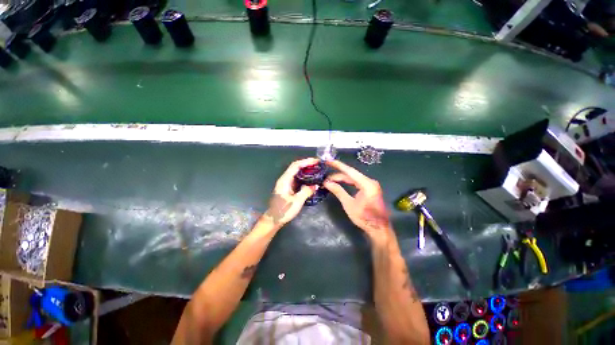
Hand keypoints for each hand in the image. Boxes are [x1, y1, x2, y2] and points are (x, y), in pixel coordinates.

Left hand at [263, 158, 318, 227]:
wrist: (274, 219)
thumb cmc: (283, 210)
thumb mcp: (297, 201)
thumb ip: (306, 191)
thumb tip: (315, 185)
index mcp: (285, 180)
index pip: (296, 166)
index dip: (306, 161)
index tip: (316, 161)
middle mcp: (285, 179)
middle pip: (296, 167)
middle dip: (307, 164)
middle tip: (318, 165)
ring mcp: (286, 183)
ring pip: (297, 172)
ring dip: (306, 170)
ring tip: (316, 170)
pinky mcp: (288, 188)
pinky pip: (297, 179)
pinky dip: (304, 177)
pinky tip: (311, 179)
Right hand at [323, 160, 391, 240]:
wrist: (379, 229)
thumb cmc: (364, 218)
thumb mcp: (349, 204)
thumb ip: (338, 191)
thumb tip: (326, 182)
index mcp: (366, 184)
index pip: (349, 171)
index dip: (338, 165)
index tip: (328, 161)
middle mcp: (369, 181)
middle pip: (351, 174)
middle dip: (337, 175)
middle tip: (325, 176)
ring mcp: (370, 185)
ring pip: (353, 178)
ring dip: (341, 179)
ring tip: (329, 180)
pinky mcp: (369, 189)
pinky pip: (356, 182)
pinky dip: (347, 183)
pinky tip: (339, 183)